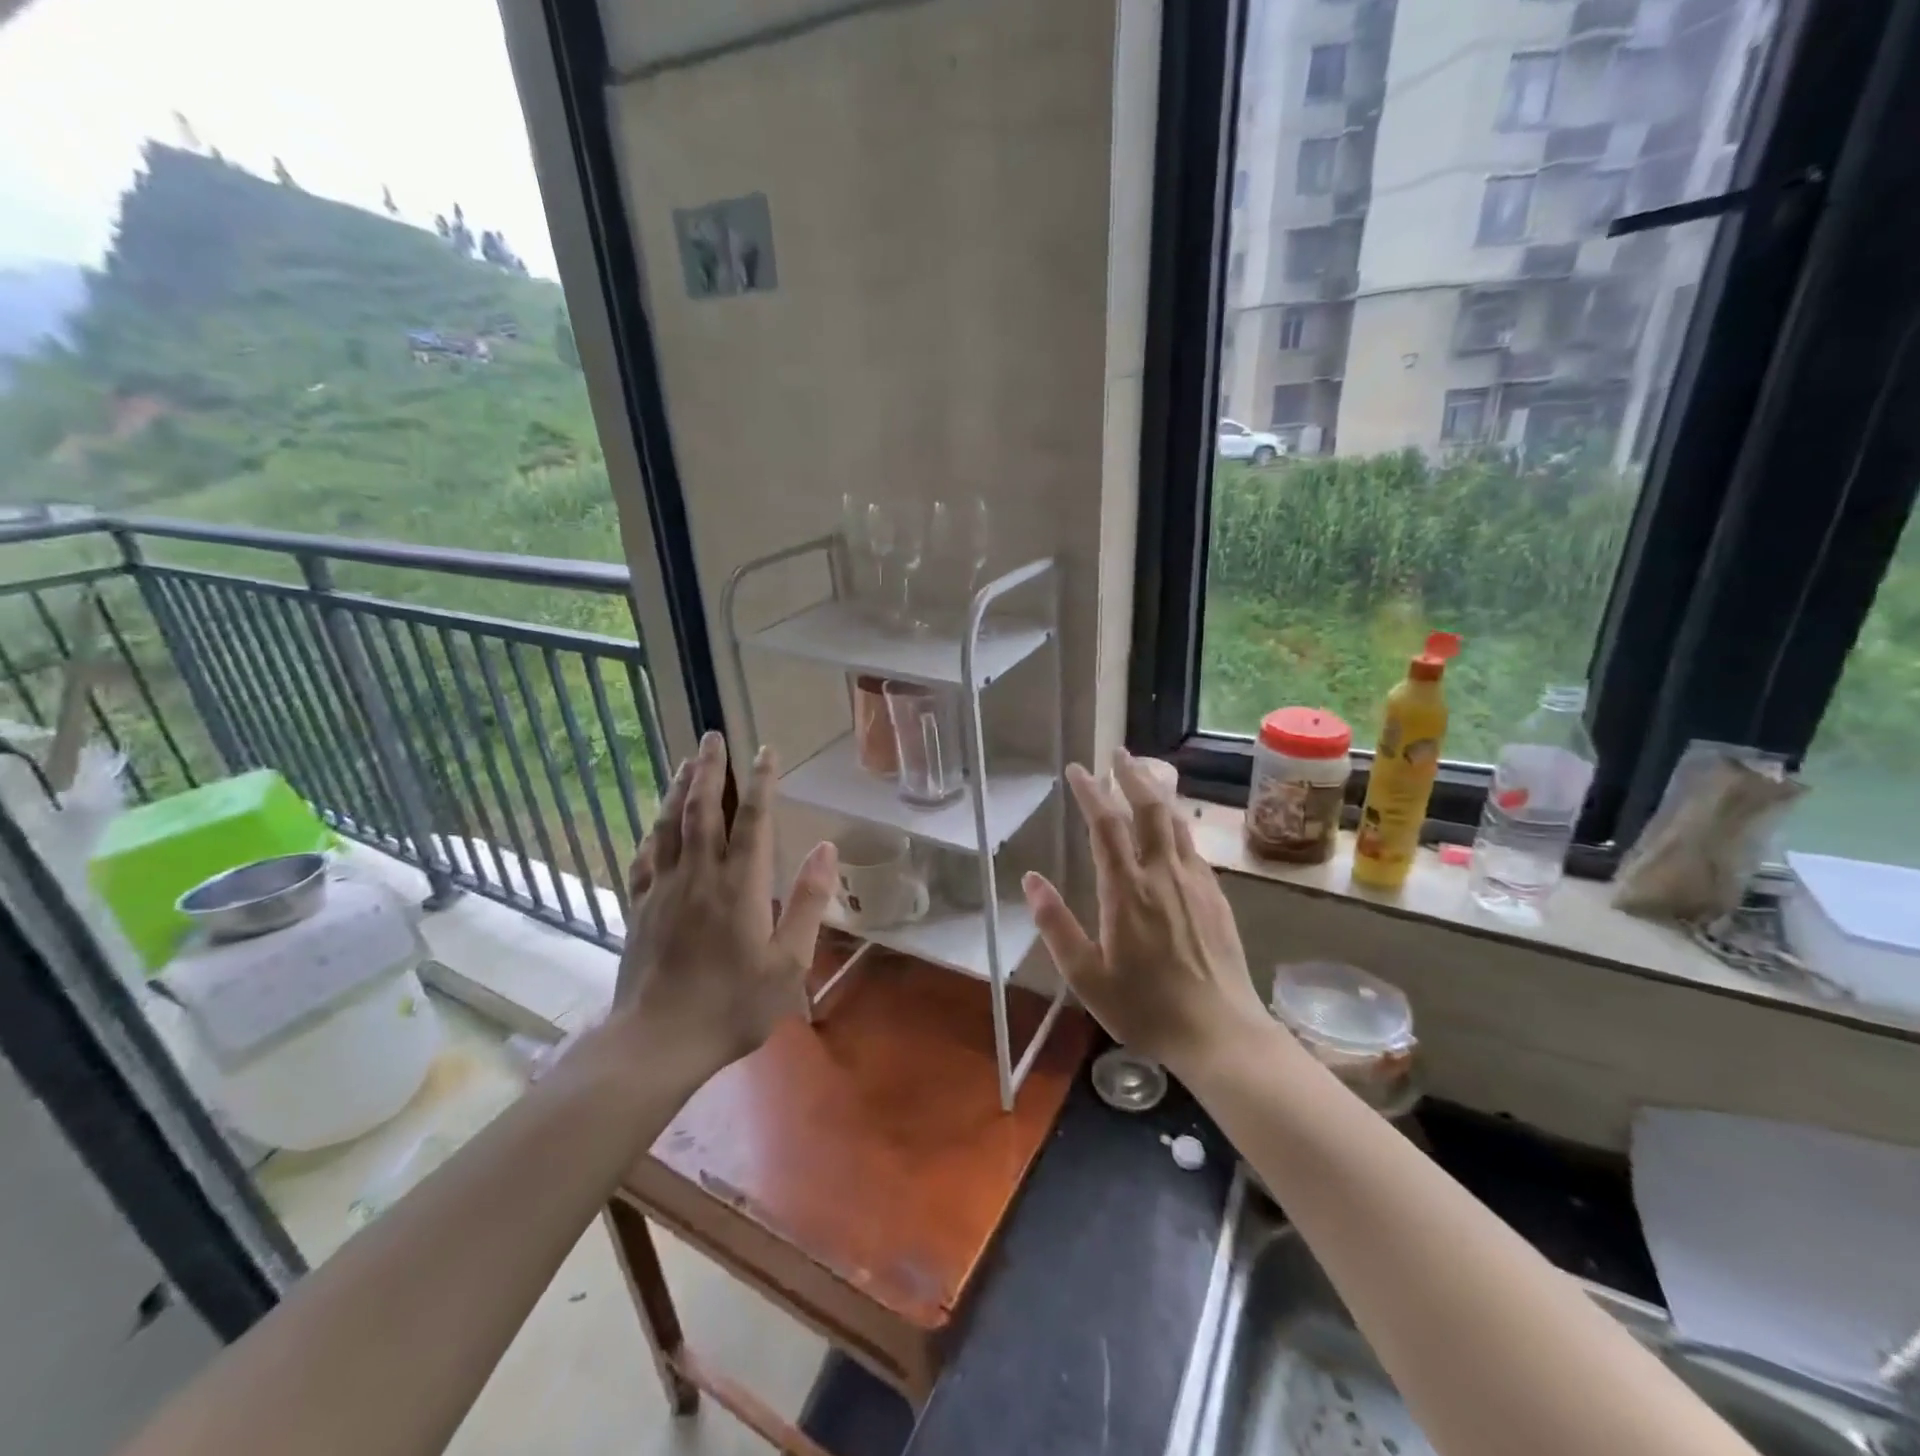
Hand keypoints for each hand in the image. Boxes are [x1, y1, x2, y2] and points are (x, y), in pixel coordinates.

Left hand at [613, 731, 836, 1079]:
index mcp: (739, 886)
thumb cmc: (733, 1005)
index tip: (765, 752)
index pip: (751, 820)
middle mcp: (698, 876)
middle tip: (712, 736)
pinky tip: (655, 822)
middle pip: (702, 809)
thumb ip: (808, 902)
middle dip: (709, 769)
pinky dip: (653, 831)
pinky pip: (645, 857)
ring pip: (669, 825)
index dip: (760, 782)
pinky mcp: (639, 908)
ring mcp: (663, 889)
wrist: (658, 1042)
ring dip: (678, 788)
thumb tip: (826, 848)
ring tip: (685, 761)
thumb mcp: (789, 962)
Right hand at [1022, 751, 1268, 1077]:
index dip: (1091, 792)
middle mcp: (1163, 875)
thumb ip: (1055, 925)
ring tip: (1143, 775)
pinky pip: (1193, 846)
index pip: (1106, 825)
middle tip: (1117, 752)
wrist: (1220, 1033)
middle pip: (1149, 809)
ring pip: (1176, 822)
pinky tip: (1172, 828)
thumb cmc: (1145, 1008)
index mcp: (1127, 891)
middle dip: (1132, 775)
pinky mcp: (1216, 896)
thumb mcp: (1086, 976)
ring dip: (1156, 793)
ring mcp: (1195, 883)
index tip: (1077, 770)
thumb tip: (1031, 880)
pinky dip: (1176, 823)